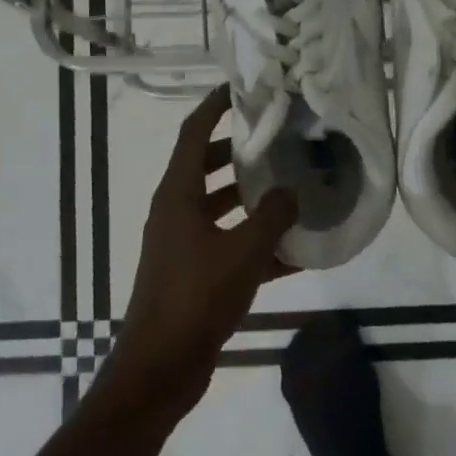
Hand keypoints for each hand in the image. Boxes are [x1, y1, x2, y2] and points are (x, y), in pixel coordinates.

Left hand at [112, 86, 296, 417]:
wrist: (161, 367)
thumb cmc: (196, 298)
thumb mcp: (244, 252)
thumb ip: (272, 216)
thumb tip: (291, 192)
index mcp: (177, 196)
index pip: (193, 134)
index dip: (214, 107)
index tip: (241, 89)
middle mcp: (175, 213)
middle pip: (205, 168)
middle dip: (238, 152)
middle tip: (277, 140)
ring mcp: (181, 245)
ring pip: (219, 208)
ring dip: (250, 198)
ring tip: (292, 189)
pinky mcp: (192, 274)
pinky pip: (227, 245)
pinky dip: (254, 243)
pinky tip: (294, 252)